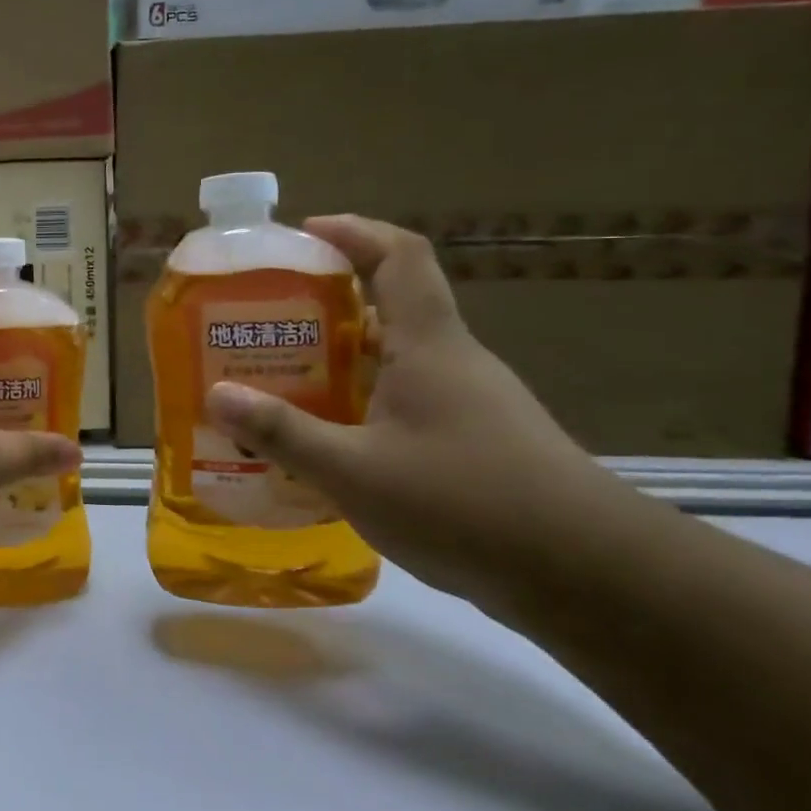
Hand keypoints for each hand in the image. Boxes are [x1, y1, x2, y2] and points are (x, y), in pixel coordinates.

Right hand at [205, 215, 613, 603]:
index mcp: (429, 345)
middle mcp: (451, 361)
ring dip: (340, 362)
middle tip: (265, 323)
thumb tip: (217, 395)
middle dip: (325, 306)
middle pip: (389, 308)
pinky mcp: (476, 442)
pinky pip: (405, 402)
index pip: (399, 256)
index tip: (303, 233)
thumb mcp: (355, 471)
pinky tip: (329, 443)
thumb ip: (283, 433)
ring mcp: (469, 403)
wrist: (593, 579)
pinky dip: (361, 405)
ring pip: (394, 360)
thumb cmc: (468, 504)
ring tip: (280, 382)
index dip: (353, 232)